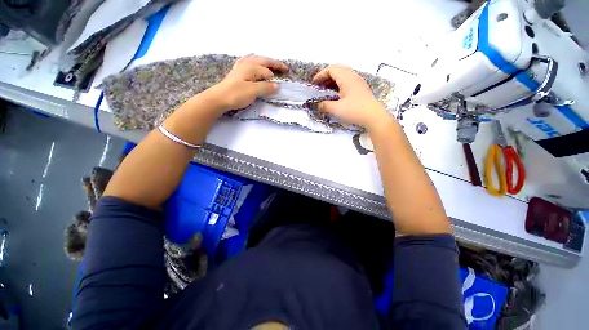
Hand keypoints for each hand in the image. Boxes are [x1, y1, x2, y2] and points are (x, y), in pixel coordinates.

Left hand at [207, 54, 288, 112]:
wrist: (218, 98)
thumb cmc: (236, 94)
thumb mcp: (253, 91)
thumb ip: (266, 87)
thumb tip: (278, 85)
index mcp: (252, 67)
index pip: (267, 72)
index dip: (274, 79)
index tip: (280, 87)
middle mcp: (247, 64)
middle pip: (263, 61)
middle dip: (275, 64)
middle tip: (285, 68)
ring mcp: (240, 67)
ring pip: (256, 59)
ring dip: (265, 60)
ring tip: (271, 63)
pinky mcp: (236, 72)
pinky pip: (247, 61)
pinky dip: (253, 59)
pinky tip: (252, 59)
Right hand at [312, 65, 389, 130]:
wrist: (373, 116)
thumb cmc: (354, 110)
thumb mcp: (336, 109)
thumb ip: (325, 105)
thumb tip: (319, 105)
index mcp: (346, 78)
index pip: (331, 69)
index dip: (321, 75)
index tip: (314, 83)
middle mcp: (353, 76)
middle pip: (338, 70)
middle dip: (326, 76)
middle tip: (320, 85)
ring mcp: (359, 82)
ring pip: (344, 75)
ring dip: (333, 80)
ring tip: (327, 90)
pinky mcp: (361, 89)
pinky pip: (348, 81)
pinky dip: (340, 85)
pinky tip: (337, 94)